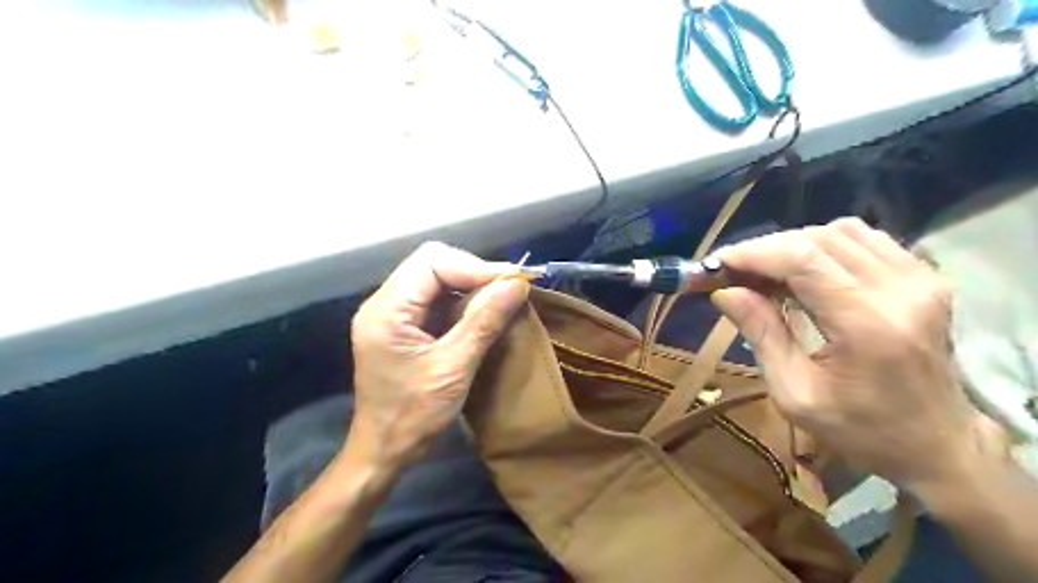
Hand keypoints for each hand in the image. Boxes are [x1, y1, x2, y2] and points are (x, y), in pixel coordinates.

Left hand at [348, 244, 529, 466]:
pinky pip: (435, 298)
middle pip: (432, 263)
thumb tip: (516, 283)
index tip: (512, 282)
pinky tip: (482, 313)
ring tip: (501, 300)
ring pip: (436, 278)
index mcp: (387, 310)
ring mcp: (391, 313)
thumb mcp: (454, 368)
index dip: (475, 267)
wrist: (383, 451)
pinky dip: (462, 300)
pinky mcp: (402, 325)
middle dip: (474, 273)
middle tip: (509, 290)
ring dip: (470, 286)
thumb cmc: (413, 416)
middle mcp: (384, 303)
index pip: (432, 262)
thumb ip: (483, 321)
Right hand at [715, 218, 983, 485]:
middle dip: (766, 248)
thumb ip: (761, 334)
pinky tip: (806, 270)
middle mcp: (901, 290)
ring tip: (766, 271)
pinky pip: (866, 240)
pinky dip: (825, 245)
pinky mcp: (927, 278)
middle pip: (819, 239)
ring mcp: (921, 279)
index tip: (717, 264)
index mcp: (868, 324)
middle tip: (733, 270)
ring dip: (795, 244)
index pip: (803, 259)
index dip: (753, 253)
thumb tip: (724, 291)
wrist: (937, 445)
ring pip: (842, 231)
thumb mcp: (795, 393)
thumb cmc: (860, 429)